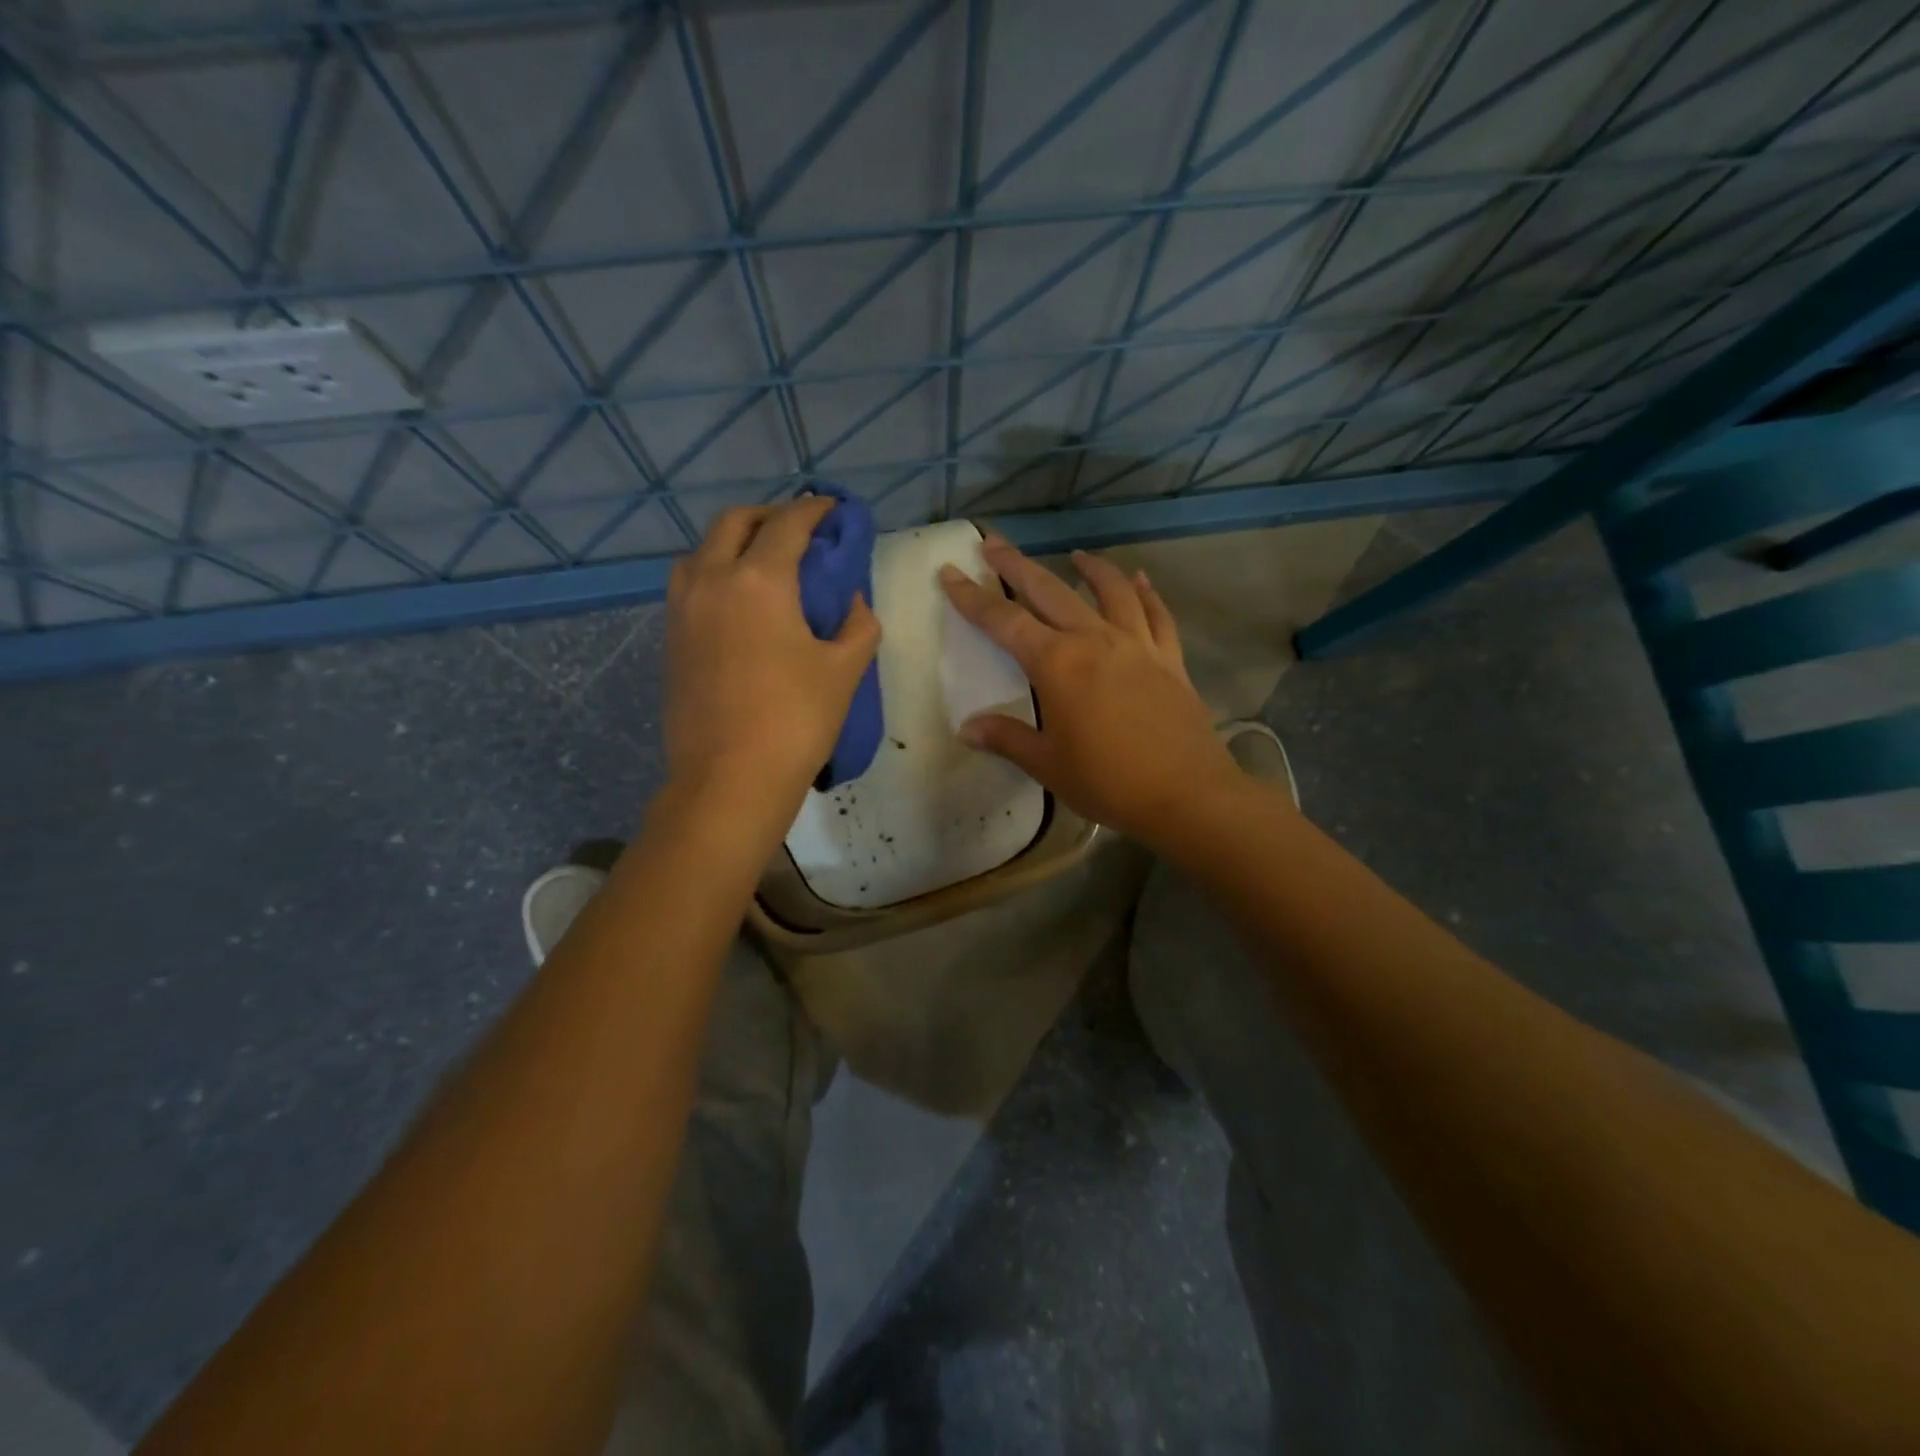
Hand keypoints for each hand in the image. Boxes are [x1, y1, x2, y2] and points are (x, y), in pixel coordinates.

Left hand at [664, 496, 880, 825]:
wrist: (728, 779)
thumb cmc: (795, 721)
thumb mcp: (844, 671)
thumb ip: (858, 624)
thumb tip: (851, 601)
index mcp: (759, 580)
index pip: (789, 524)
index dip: (816, 510)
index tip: (834, 509)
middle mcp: (711, 579)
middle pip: (735, 522)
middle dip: (770, 515)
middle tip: (800, 532)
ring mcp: (682, 608)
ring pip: (704, 550)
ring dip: (736, 542)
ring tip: (767, 564)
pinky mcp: (671, 637)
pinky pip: (692, 582)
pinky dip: (717, 572)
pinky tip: (742, 602)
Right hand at [938, 538, 1241, 846]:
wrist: (1185, 794)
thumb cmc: (1107, 781)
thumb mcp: (1047, 763)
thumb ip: (1007, 738)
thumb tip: (967, 728)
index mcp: (1057, 664)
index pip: (1004, 621)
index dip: (972, 597)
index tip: (950, 572)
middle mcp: (1095, 641)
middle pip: (1050, 591)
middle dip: (1018, 566)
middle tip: (994, 543)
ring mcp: (1137, 645)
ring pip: (1111, 591)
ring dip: (1090, 568)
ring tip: (1076, 554)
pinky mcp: (1170, 659)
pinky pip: (1158, 615)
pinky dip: (1147, 593)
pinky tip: (1141, 580)